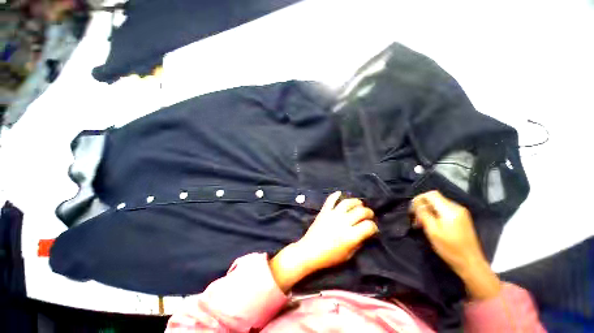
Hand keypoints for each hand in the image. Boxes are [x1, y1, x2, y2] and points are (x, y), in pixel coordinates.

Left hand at [270, 192, 377, 291]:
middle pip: (360, 212)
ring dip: (355, 201)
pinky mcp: (324, 211)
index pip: (369, 226)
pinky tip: (340, 193)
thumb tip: (365, 233)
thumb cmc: (329, 257)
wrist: (309, 251)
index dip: (373, 226)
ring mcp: (333, 215)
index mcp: (351, 236)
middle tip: (369, 214)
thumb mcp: (348, 255)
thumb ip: (358, 242)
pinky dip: (335, 195)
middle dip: (368, 212)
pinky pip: (330, 200)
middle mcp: (343, 222)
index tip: (372, 228)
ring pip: (347, 203)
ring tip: (359, 203)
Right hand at [411, 191, 500, 299]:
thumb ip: (424, 214)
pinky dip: (435, 215)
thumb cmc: (450, 248)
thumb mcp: (433, 231)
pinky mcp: (461, 219)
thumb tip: (417, 203)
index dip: (419, 199)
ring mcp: (461, 213)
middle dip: (422, 206)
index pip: (431, 194)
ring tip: (421, 223)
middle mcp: (457, 207)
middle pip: (434, 199)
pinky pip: (444, 211)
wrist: (470, 263)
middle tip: (415, 219)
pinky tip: (431, 225)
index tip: (412, 210)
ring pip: (438, 205)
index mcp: (450, 210)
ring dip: (428, 211)